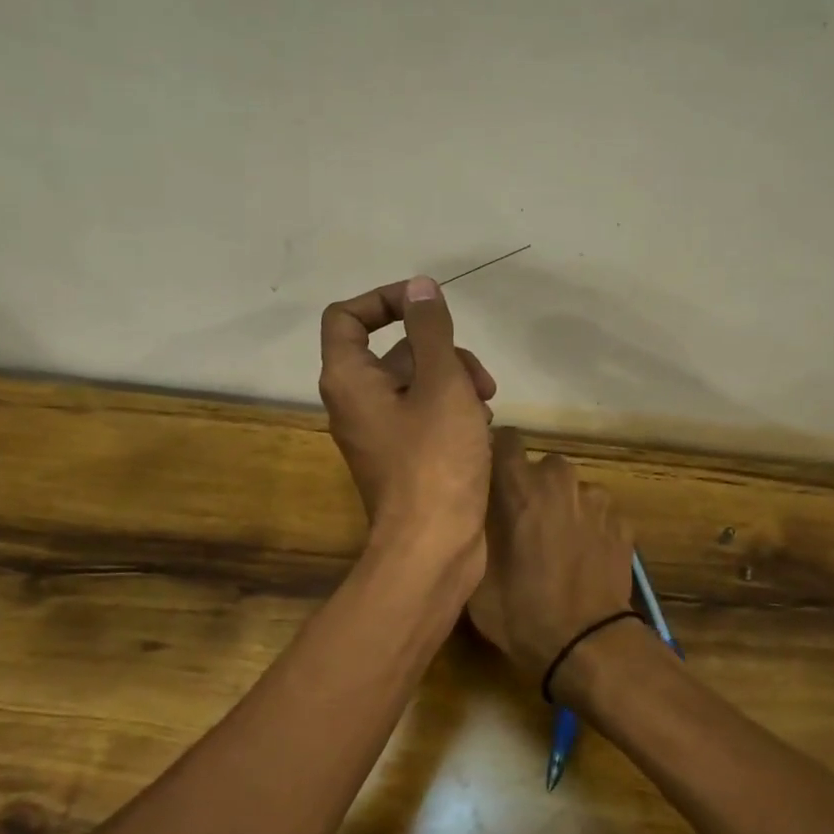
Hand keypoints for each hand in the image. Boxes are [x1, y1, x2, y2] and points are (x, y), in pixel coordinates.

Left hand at [319, 276, 496, 564]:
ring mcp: (380, 434)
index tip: (429, 305)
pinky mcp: (403, 458)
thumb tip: (420, 287)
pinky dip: (452, 413)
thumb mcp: (441, 383)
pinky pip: (425, 416)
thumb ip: (431, 330)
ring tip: (486, 406)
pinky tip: (482, 428)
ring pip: (417, 384)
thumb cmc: (435, 460)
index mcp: (349, 379)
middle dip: (443, 353)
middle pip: (394, 352)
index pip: (347, 316)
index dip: (385, 299)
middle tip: (479, 378)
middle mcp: (355, 403)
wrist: (433, 547)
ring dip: (455, 384)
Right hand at [467, 429, 635, 674]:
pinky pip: (597, 514)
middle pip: (542, 467)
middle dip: (531, 486)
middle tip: (521, 522)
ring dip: (562, 507)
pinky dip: (588, 528)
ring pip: (572, 491)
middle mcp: (562, 481)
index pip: (506, 439)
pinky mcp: (623, 524)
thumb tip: (474, 504)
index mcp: (521, 486)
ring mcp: (598, 501)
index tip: (489, 477)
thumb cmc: (520, 609)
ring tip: (556, 545)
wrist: (587, 643)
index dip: (496, 455)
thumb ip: (475, 524)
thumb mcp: (475, 571)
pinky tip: (582, 559)